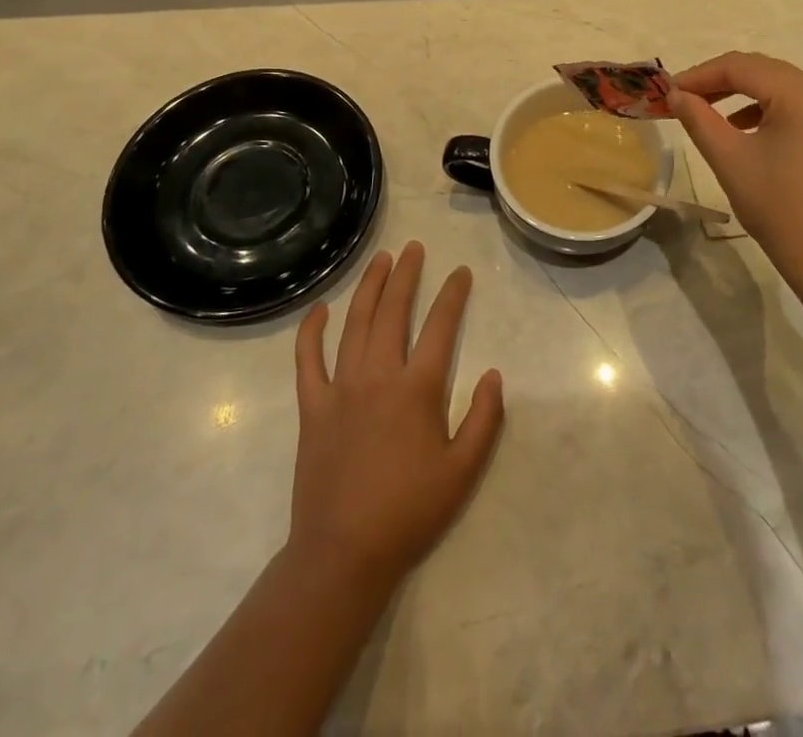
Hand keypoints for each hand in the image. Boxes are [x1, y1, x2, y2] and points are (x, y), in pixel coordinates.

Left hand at [289, 243, 504, 595]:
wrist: (343, 554)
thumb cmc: (408, 512)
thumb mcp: (462, 471)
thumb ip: (484, 419)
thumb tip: (494, 374)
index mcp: (417, 389)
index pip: (441, 327)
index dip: (453, 295)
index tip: (461, 272)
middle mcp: (378, 375)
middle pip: (394, 311)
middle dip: (406, 275)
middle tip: (414, 248)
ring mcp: (341, 388)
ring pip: (355, 323)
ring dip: (369, 287)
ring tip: (380, 260)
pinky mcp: (312, 407)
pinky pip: (308, 360)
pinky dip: (312, 331)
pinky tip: (321, 309)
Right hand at [670, 52, 802, 295]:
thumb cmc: (779, 206)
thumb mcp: (730, 159)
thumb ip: (698, 118)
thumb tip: (675, 94)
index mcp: (801, 94)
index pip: (741, 66)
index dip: (700, 74)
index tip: (668, 91)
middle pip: (762, 70)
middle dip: (719, 80)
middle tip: (682, 97)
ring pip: (778, 87)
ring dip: (740, 93)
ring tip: (705, 111)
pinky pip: (794, 107)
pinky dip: (762, 110)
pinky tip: (740, 129)